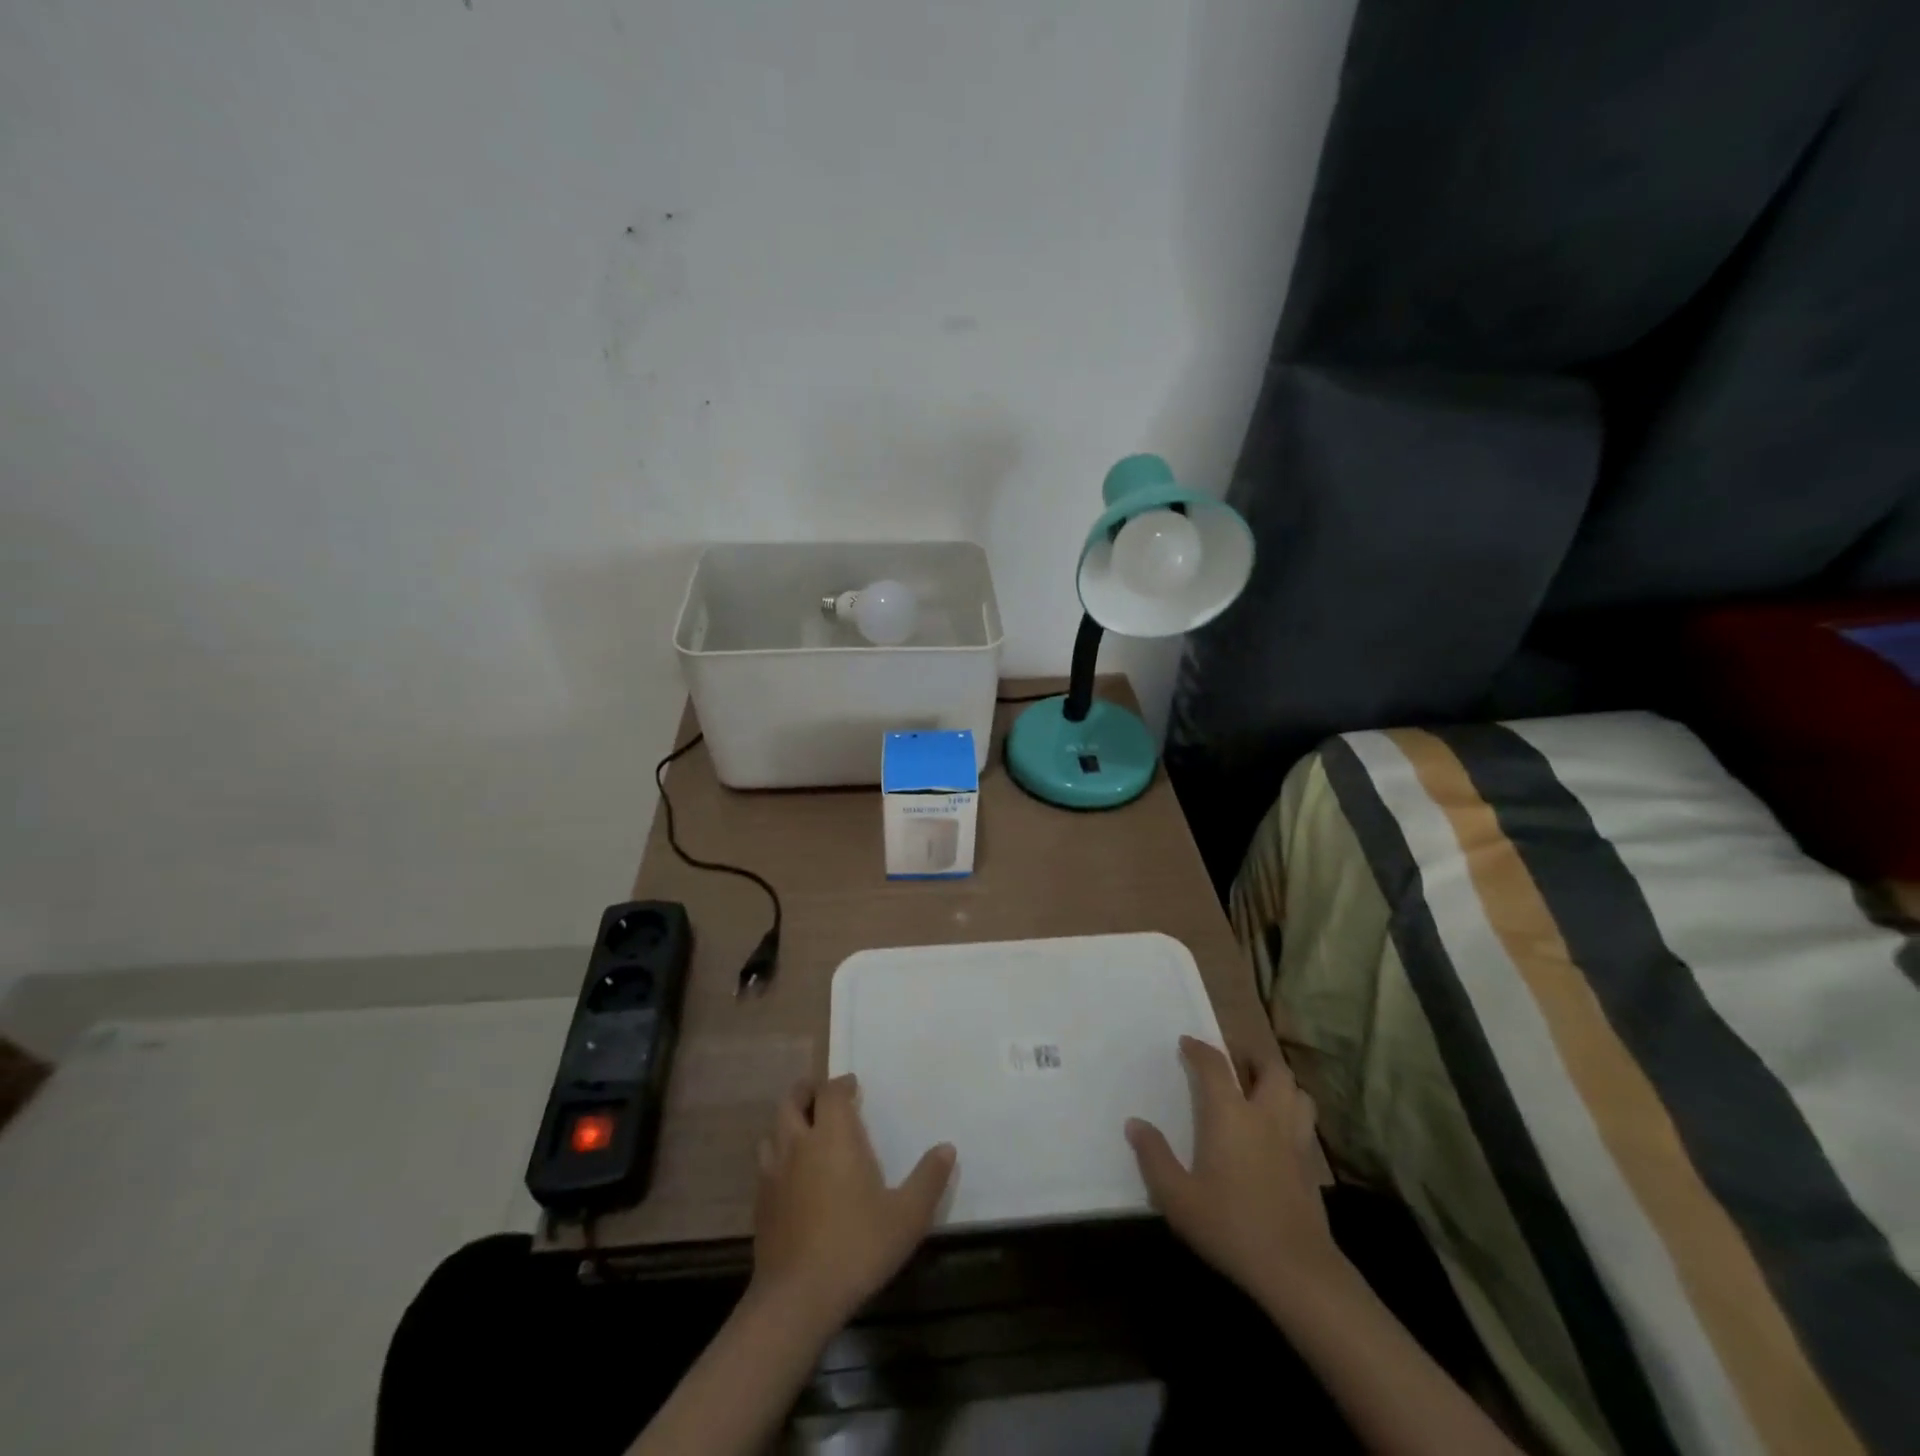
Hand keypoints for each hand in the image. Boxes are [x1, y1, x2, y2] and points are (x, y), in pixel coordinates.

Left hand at [750, 1074, 954, 1331]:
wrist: (797, 1299)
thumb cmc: (857, 1246)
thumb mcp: (907, 1216)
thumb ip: (928, 1179)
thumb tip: (947, 1148)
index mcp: (833, 1136)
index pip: (830, 1092)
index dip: (841, 1084)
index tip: (853, 1087)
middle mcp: (800, 1144)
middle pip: (792, 1101)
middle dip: (807, 1092)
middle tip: (822, 1095)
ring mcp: (774, 1173)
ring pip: (773, 1130)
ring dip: (788, 1123)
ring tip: (804, 1130)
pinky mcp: (760, 1203)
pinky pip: (766, 1163)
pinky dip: (777, 1156)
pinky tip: (791, 1176)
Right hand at [1126, 1036, 1342, 1309]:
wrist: (1295, 1269)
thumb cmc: (1230, 1225)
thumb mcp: (1177, 1197)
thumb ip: (1154, 1157)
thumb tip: (1135, 1124)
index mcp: (1230, 1114)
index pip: (1215, 1065)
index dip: (1199, 1049)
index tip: (1186, 1043)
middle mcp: (1265, 1115)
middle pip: (1271, 1067)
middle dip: (1252, 1056)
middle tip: (1235, 1061)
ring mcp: (1293, 1139)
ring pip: (1297, 1092)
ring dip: (1280, 1083)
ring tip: (1262, 1091)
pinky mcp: (1311, 1165)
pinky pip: (1304, 1122)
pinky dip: (1292, 1114)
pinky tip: (1278, 1133)